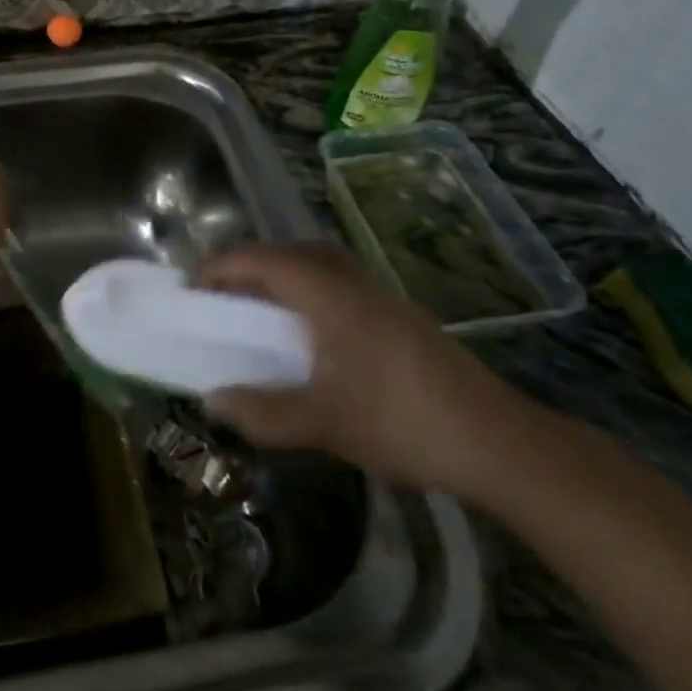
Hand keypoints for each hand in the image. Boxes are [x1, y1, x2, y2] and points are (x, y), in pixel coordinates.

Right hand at [201, 242, 524, 497]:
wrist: (498, 441)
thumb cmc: (403, 424)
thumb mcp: (324, 425)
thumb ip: (263, 412)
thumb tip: (212, 400)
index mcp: (330, 297)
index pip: (264, 261)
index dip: (222, 268)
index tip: (194, 290)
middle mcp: (353, 283)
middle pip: (292, 249)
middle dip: (251, 263)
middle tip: (224, 294)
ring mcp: (381, 296)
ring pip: (320, 261)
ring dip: (283, 271)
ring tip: (260, 308)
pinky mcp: (399, 314)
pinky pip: (339, 279)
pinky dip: (310, 286)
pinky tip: (310, 331)